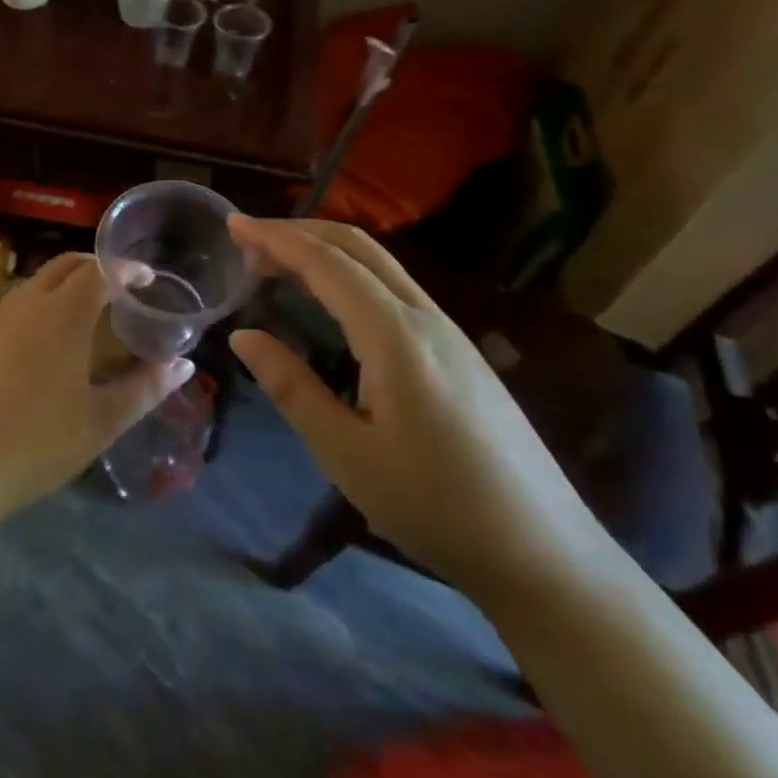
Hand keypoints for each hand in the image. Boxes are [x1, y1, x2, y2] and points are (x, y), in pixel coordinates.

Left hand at [0, 253, 193, 524]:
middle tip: (119, 285)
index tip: (146, 277)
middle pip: (63, 266)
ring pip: (34, 284)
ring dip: (63, 285)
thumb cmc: (34, 445)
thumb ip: (144, 390)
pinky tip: (43, 342)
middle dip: (94, 266)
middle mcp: (25, 305)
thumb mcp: (99, 423)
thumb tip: (182, 364)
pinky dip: (38, 306)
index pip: (99, 272)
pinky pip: (13, 307)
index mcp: (61, 316)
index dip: (125, 269)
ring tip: (86, 311)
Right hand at [228, 217, 609, 604]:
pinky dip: (349, 273)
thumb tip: (243, 335)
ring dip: (325, 250)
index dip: (276, 239)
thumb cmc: (435, 507)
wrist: (544, 552)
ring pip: (379, 263)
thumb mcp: (346, 454)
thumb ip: (291, 387)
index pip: (327, 264)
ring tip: (277, 264)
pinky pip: (394, 287)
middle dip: (299, 232)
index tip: (233, 224)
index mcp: (395, 336)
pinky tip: (330, 300)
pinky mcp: (459, 350)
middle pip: (357, 246)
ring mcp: (448, 330)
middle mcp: (425, 317)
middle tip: (248, 241)